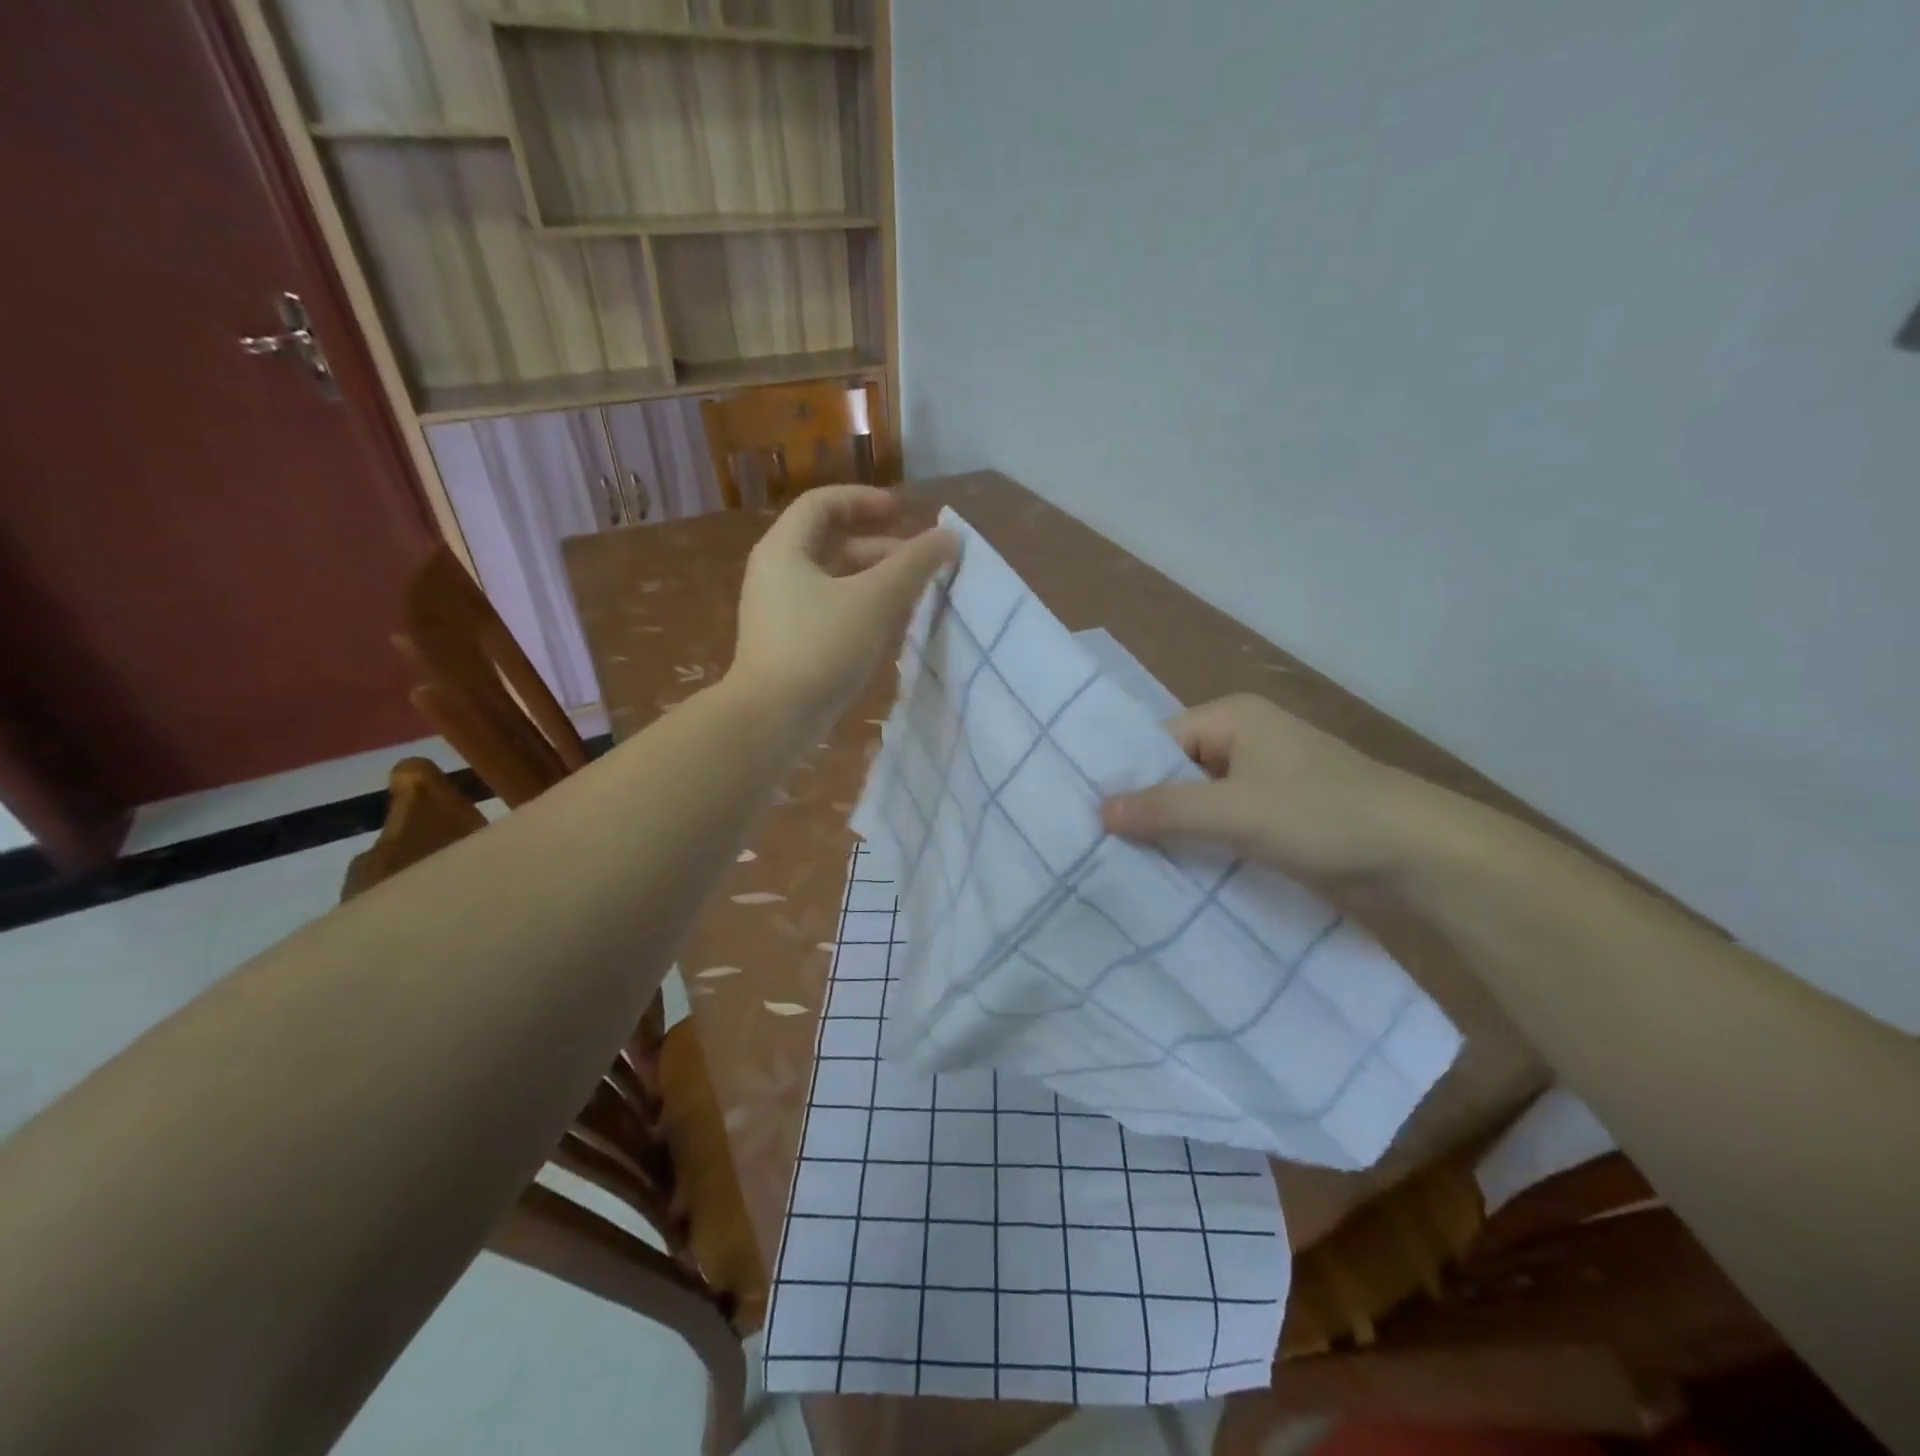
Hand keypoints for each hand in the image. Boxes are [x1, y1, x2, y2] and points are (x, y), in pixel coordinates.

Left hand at [730, 486, 957, 729]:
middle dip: (876, 546)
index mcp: (784, 549)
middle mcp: (774, 573)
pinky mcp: (785, 643)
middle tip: (915, 560)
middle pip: (827, 541)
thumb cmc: (821, 647)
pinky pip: (825, 608)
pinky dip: (857, 606)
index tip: (902, 512)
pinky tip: (885, 628)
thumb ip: (914, 564)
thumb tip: (948, 537)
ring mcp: (777, 610)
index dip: (864, 500)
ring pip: (829, 579)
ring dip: (870, 579)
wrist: (773, 718)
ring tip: (909, 595)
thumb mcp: (875, 600)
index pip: (822, 503)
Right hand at [1100, 694, 1437, 883]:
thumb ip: (1165, 809)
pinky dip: (1204, 846)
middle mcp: (1245, 740)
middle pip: (1177, 773)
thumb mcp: (1234, 811)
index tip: (1093, 818)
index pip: (1159, 742)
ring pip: (1200, 803)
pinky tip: (1174, 874)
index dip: (1128, 778)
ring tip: (1126, 865)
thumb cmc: (1322, 815)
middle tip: (1101, 846)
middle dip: (1149, 809)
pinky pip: (1225, 825)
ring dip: (1176, 833)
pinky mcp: (1278, 816)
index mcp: (1233, 718)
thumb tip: (1100, 810)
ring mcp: (1264, 780)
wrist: (1417, 856)